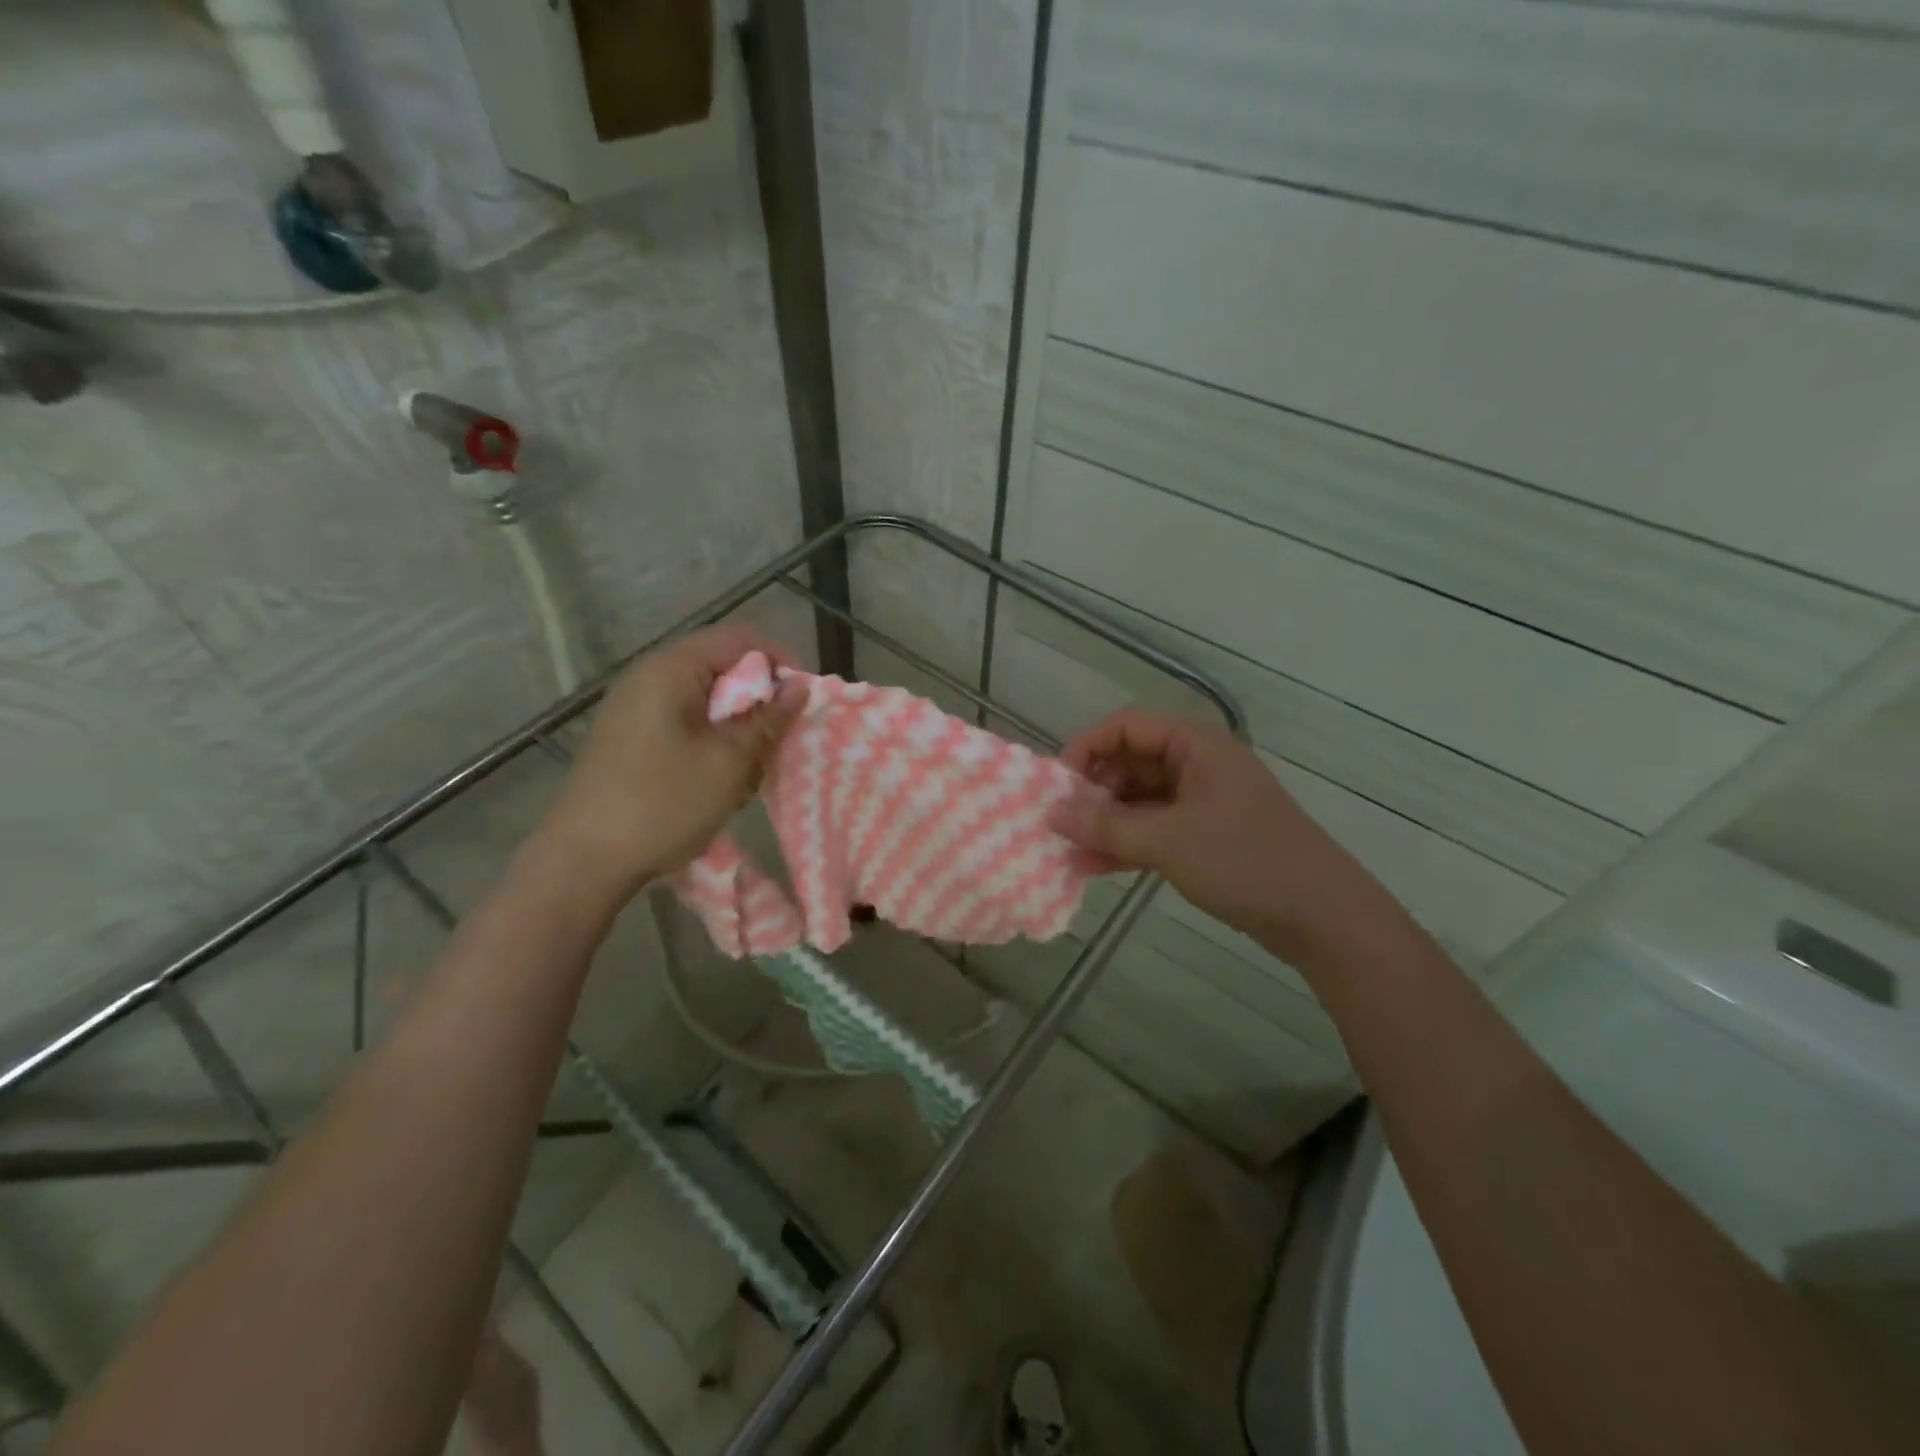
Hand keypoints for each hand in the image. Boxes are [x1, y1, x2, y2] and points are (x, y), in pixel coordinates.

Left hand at [534, 624, 806, 904]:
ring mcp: (638, 707)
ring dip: (736, 731)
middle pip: (724, 669)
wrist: (584, 860)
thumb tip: (799, 687)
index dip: (779, 664)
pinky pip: (687, 724)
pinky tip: (715, 783)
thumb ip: (768, 719)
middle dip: (758, 704)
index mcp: (672, 669)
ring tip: (742, 775)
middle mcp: (651, 676)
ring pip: (709, 701)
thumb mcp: (729, 761)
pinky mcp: (633, 736)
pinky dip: (711, 745)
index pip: (742, 640)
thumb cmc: (663, 803)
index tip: (799, 704)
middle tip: (772, 747)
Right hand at [1050, 708, 1394, 970]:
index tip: (1058, 786)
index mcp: (1194, 745)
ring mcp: (1201, 802)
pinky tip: (1093, 868)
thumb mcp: (1167, 840)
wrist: (1320, 916)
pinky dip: (1125, 844)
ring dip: (1104, 824)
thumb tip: (1050, 814)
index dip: (1086, 748)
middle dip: (1092, 793)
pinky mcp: (1204, 836)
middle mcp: (1196, 764)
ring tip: (1068, 852)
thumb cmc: (1244, 860)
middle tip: (1061, 825)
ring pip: (1138, 801)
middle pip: (1129, 763)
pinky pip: (1153, 830)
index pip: (1126, 727)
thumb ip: (1105, 825)